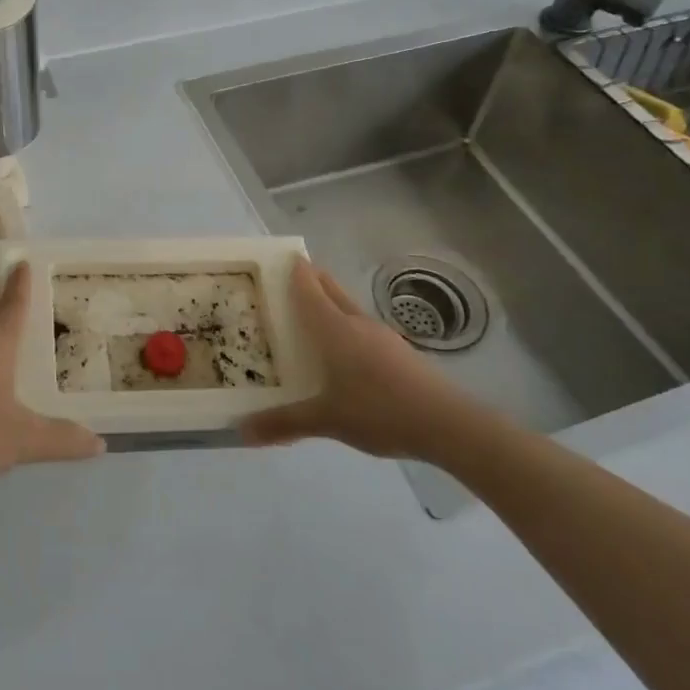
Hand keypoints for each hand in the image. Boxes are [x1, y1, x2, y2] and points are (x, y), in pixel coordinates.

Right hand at [239, 258, 500, 464]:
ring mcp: (381, 337)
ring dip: (328, 306)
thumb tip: (240, 431)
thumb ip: (284, 423)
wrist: (448, 424)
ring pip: (348, 309)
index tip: (274, 258)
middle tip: (283, 284)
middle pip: (330, 289)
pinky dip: (345, 329)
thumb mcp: (326, 420)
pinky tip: (342, 354)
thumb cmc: (380, 410)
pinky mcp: (398, 353)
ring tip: (307, 319)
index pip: (308, 286)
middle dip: (309, 281)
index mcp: (334, 328)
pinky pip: (362, 330)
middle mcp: (356, 323)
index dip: (293, 269)